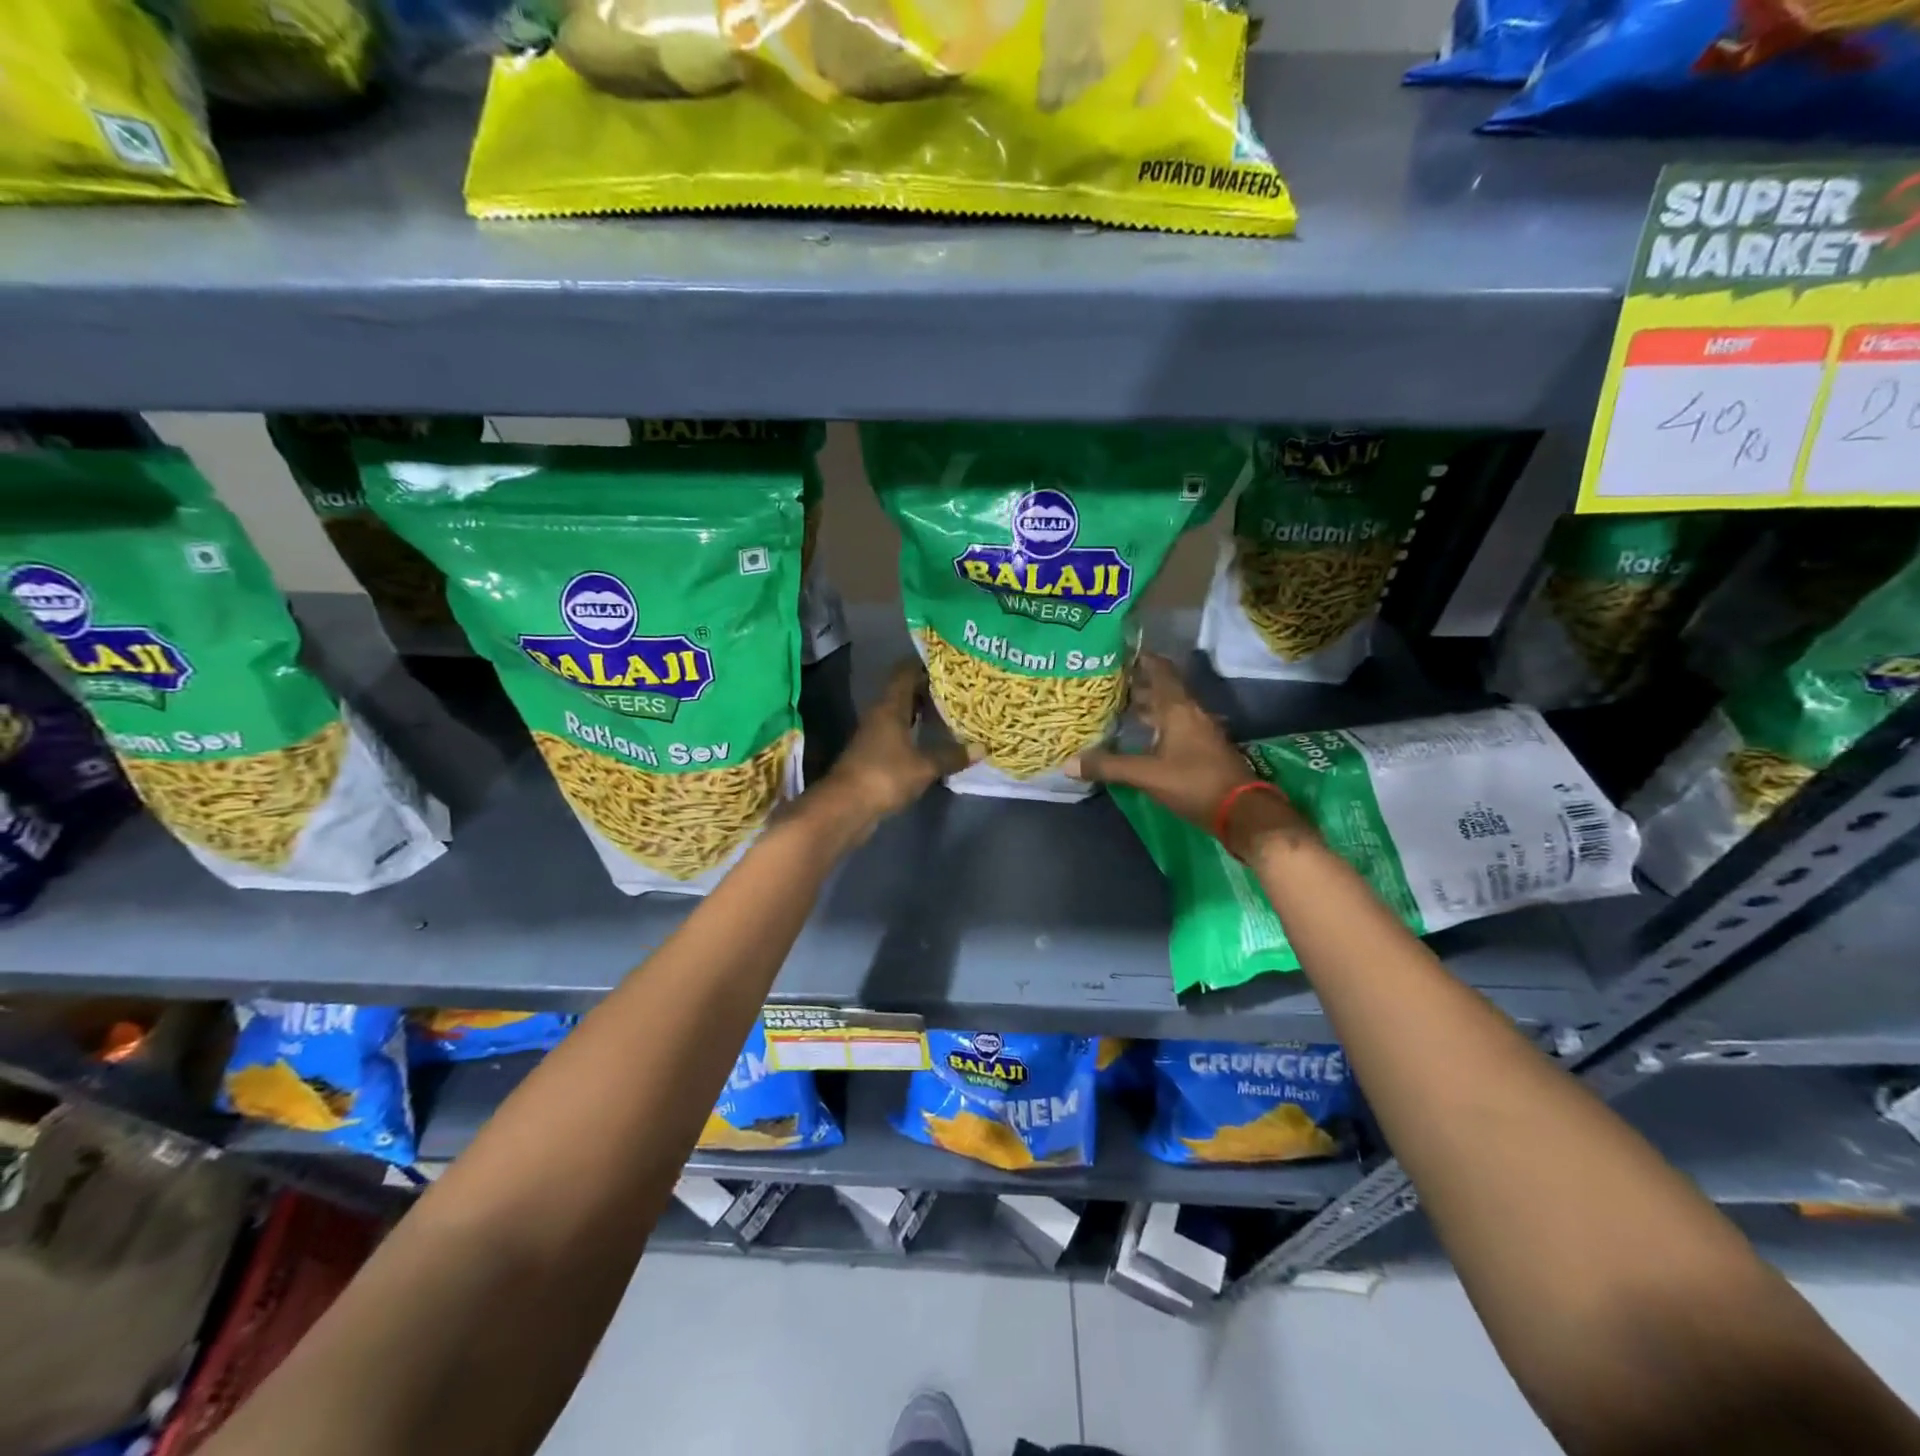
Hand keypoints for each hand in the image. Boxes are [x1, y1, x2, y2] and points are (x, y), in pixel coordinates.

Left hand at [816, 660, 970, 829]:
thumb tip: (982, 748)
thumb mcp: (924, 766)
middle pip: (904, 693)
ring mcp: (874, 736)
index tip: (949, 663)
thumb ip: (951, 755)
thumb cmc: (884, 776)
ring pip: (901, 715)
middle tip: (958, 688)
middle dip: (928, 689)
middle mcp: (879, 716)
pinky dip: (915, 734)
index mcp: (889, 707)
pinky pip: (898, 736)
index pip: (905, 673)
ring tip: (951, 712)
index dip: (924, 664)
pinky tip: (934, 741)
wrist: (845, 807)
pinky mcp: (874, 756)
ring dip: (922, 713)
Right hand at [1072, 652, 1311, 857]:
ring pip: (1169, 710)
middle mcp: (1190, 713)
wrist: (1241, 810)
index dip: (1142, 658)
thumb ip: (1109, 766)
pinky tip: (1141, 737)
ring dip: (1147, 706)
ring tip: (1118, 707)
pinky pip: (1175, 727)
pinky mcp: (1203, 749)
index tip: (1119, 653)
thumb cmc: (1193, 782)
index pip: (1160, 670)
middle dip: (1137, 684)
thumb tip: (1068, 763)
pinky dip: (1156, 725)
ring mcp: (1200, 731)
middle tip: (1107, 683)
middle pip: (1162, 690)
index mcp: (1178, 709)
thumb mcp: (1146, 774)